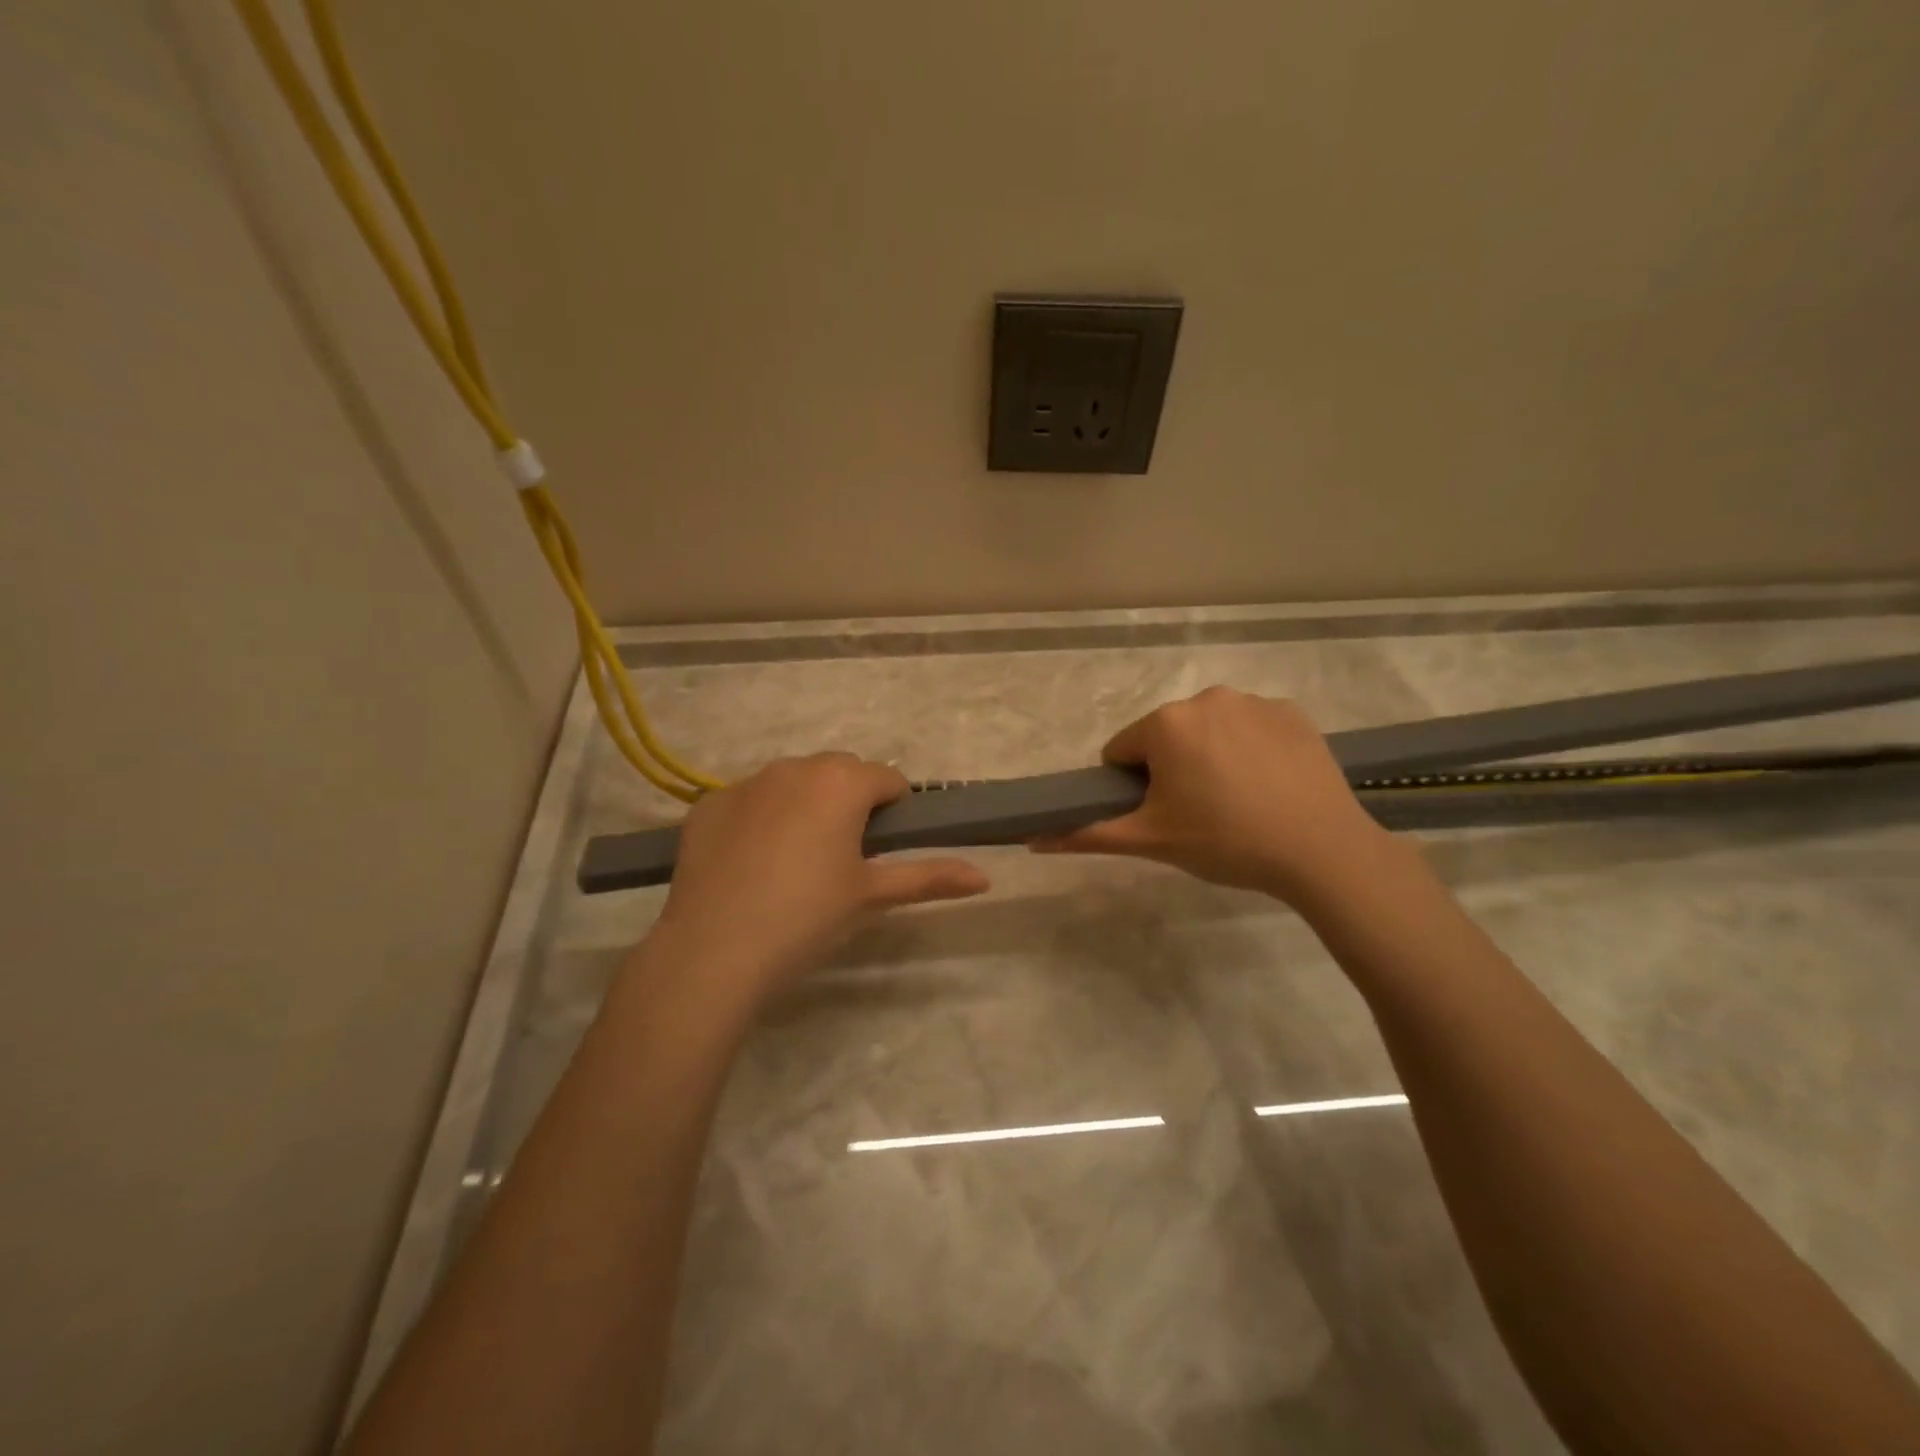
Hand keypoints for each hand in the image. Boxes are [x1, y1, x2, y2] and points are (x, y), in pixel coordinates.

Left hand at [651, 754, 989, 999]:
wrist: (712, 952)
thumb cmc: (806, 919)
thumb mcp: (872, 896)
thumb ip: (930, 877)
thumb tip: (985, 877)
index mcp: (841, 782)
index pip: (888, 780)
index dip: (895, 811)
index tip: (883, 849)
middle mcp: (794, 767)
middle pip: (840, 772)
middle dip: (849, 802)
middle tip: (843, 857)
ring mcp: (745, 782)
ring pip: (792, 781)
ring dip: (805, 804)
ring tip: (795, 860)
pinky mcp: (708, 804)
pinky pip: (749, 799)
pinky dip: (759, 818)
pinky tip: (751, 864)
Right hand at [1033, 687, 1389, 899]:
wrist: (1322, 851)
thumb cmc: (1224, 842)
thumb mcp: (1149, 841)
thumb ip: (1087, 835)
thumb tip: (1030, 839)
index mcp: (1165, 723)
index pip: (1122, 751)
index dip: (1133, 787)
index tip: (1161, 815)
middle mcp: (1206, 698)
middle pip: (1166, 736)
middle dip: (1171, 769)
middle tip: (1198, 814)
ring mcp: (1254, 701)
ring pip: (1209, 730)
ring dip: (1209, 757)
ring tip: (1238, 803)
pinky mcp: (1292, 713)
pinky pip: (1251, 728)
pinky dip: (1250, 751)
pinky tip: (1269, 786)